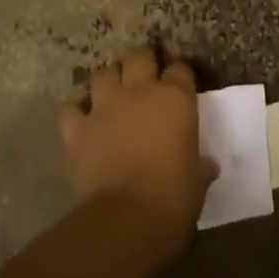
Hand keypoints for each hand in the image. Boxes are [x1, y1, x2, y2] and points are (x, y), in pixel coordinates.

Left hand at [59, 47, 213, 254]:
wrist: (125, 221)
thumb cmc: (172, 200)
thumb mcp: (196, 184)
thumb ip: (201, 167)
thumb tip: (208, 166)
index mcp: (176, 99)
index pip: (180, 68)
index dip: (179, 69)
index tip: (179, 76)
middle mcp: (140, 92)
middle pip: (139, 56)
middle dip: (142, 62)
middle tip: (144, 76)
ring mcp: (106, 107)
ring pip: (104, 73)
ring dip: (109, 80)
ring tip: (112, 92)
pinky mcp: (79, 129)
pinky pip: (70, 109)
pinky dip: (74, 112)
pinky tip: (80, 120)